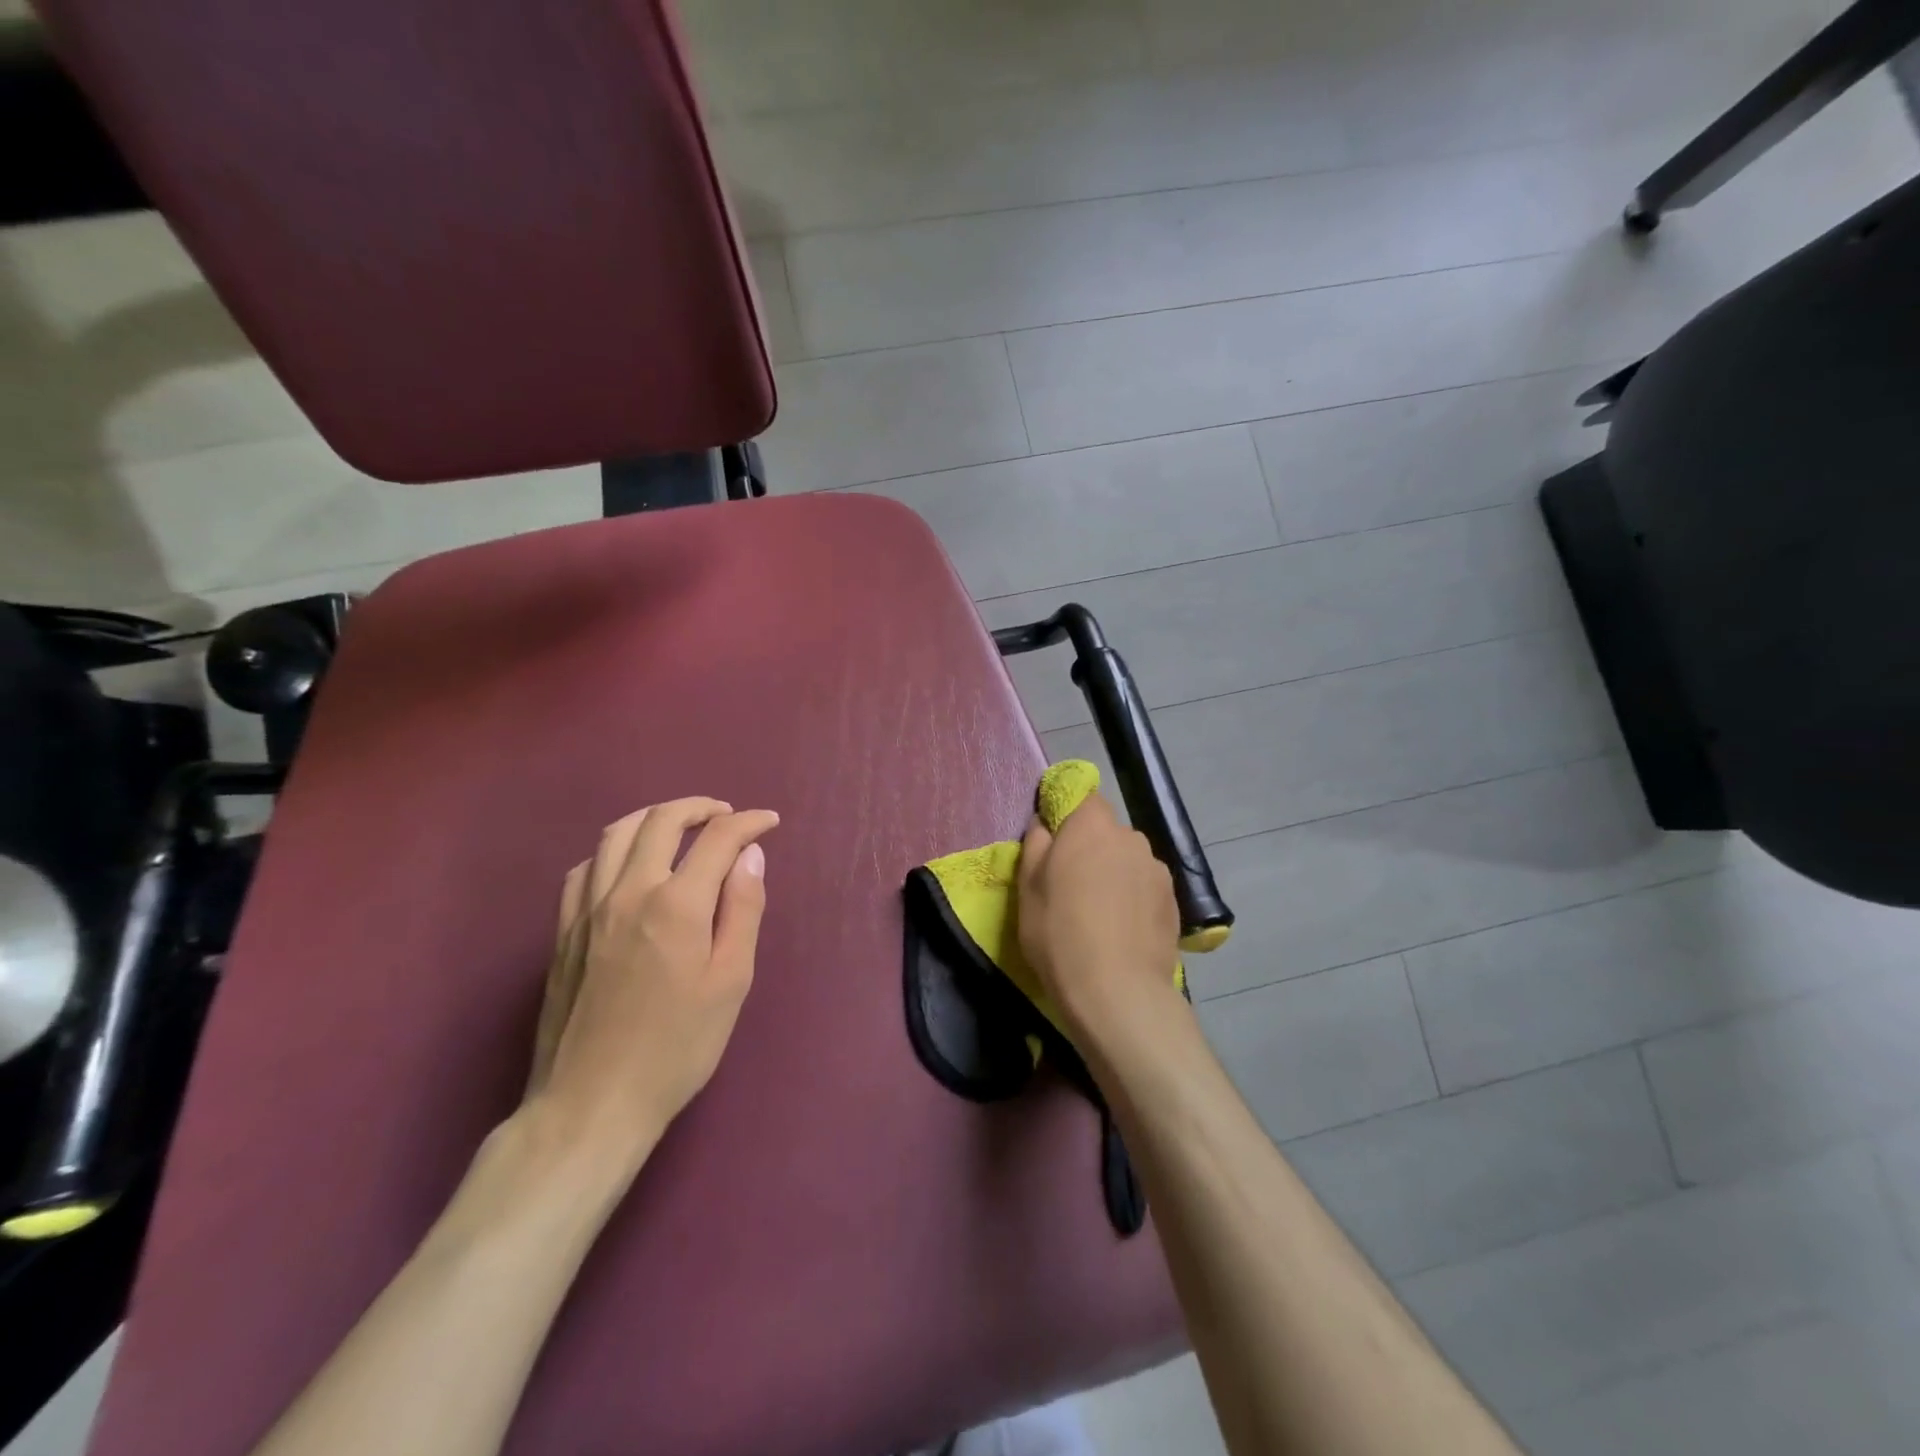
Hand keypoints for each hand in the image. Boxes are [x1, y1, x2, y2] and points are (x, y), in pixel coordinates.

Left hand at [525, 798, 778, 1168]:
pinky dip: (614, 850)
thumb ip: (742, 910)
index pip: (718, 839)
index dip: (748, 823)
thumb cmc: (677, 1047)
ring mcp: (588, 909)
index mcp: (676, 904)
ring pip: (617, 833)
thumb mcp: (730, 982)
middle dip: (701, 807)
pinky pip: (585, 867)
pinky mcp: (563, 930)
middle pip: (662, 820)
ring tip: (681, 826)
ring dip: (655, 817)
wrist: (592, 1103)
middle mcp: (628, 892)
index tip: (769, 822)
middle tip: (727, 814)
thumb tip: (751, 857)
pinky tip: (629, 865)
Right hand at [1017, 794, 1181, 1059]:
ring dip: (1115, 874)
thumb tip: (1044, 824)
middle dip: (1091, 849)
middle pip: (1107, 832)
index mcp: (1092, 825)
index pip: (1084, 798)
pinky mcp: (1174, 900)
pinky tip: (1122, 930)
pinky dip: (1134, 899)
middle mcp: (1130, 837)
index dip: (1069, 816)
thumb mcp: (1027, 887)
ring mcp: (1157, 869)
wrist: (1116, 991)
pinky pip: (1145, 887)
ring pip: (1128, 860)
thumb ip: (1036, 844)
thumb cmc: (1059, 932)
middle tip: (1071, 885)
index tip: (1054, 843)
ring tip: (1100, 913)